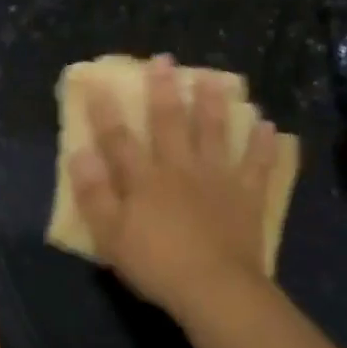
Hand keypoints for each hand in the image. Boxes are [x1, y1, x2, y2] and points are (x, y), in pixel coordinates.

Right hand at [68, 55, 281, 316]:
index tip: (98, 82)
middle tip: (165, 60)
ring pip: (215, 132)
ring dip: (214, 104)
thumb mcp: (110, 235)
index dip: (106, 112)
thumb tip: (79, 153)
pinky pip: (257, 164)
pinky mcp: (247, 195)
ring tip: (215, 78)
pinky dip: (262, 144)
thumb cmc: (156, 265)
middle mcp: (180, 167)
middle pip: (170, 123)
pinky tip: (267, 125)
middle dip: (164, 90)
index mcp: (144, 179)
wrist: (214, 288)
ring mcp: (217, 178)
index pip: (119, 139)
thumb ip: (94, 194)